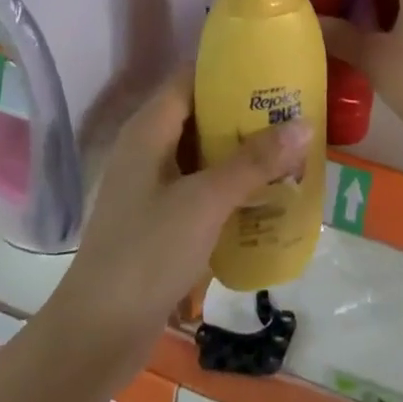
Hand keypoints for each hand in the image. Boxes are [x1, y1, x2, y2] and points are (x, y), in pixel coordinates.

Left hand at [47, 68, 309, 362]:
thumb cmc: (148, 251)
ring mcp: (151, 185)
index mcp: (149, 129)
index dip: (228, 69)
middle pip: (199, 114)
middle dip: (243, 113)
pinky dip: (229, 186)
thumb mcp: (206, 201)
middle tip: (292, 112)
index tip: (271, 69)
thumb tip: (304, 124)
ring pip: (202, 153)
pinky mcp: (158, 219)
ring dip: (240, 152)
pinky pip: (199, 187)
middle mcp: (147, 148)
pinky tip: (264, 196)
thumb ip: (254, 162)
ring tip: (288, 149)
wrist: (98, 332)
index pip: (189, 77)